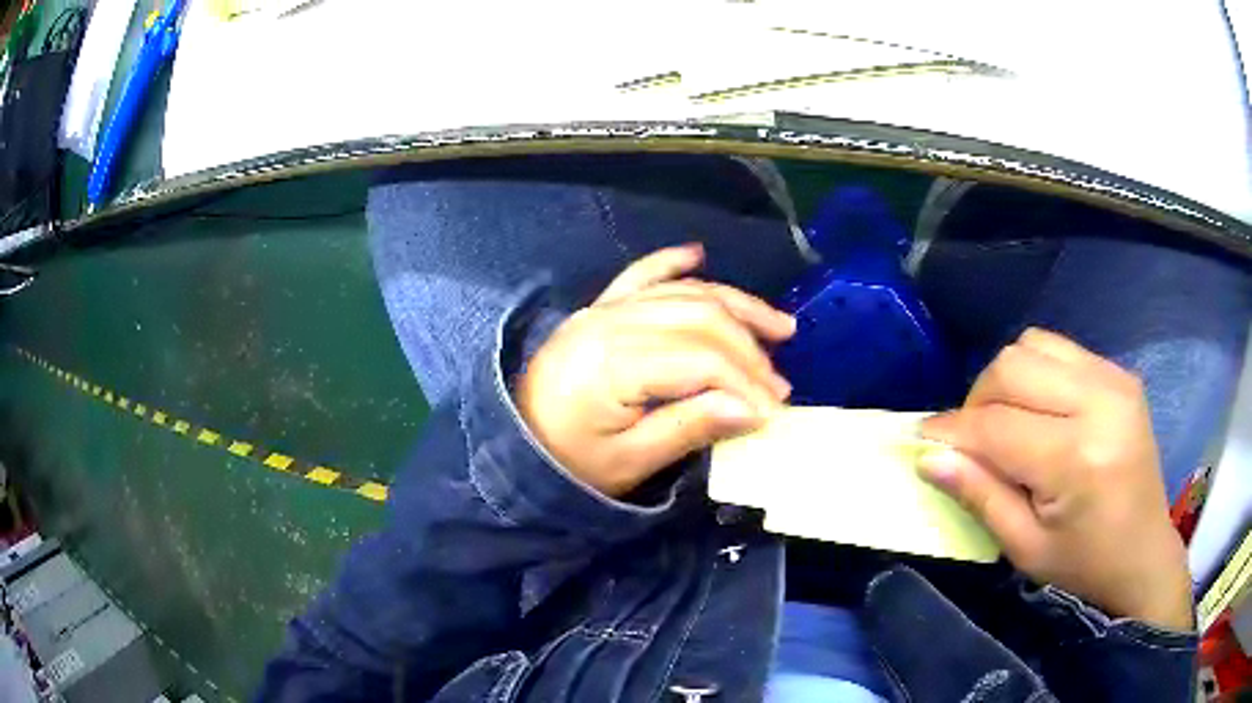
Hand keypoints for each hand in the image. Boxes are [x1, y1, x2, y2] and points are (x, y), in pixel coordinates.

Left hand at [515, 244, 795, 497]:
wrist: (516, 446)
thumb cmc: (570, 462)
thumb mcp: (629, 462)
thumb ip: (690, 428)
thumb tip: (752, 409)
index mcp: (615, 364)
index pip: (701, 359)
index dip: (746, 382)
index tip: (774, 411)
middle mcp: (612, 322)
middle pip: (700, 318)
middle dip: (749, 349)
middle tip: (779, 384)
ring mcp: (604, 309)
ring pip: (683, 292)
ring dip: (735, 306)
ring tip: (777, 326)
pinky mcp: (599, 308)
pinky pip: (640, 274)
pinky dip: (672, 263)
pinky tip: (697, 254)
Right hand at [919, 329, 1192, 630]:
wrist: (1144, 553)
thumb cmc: (1085, 564)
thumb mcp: (1025, 548)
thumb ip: (979, 495)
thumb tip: (927, 455)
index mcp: (1078, 456)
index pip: (996, 425)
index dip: (951, 432)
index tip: (920, 441)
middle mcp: (1099, 400)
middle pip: (1012, 366)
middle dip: (977, 401)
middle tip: (971, 442)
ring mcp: (1114, 378)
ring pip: (1033, 345)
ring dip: (1006, 381)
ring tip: (1007, 425)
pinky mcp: (1120, 373)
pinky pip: (1060, 351)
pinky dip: (1036, 375)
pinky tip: (1041, 414)